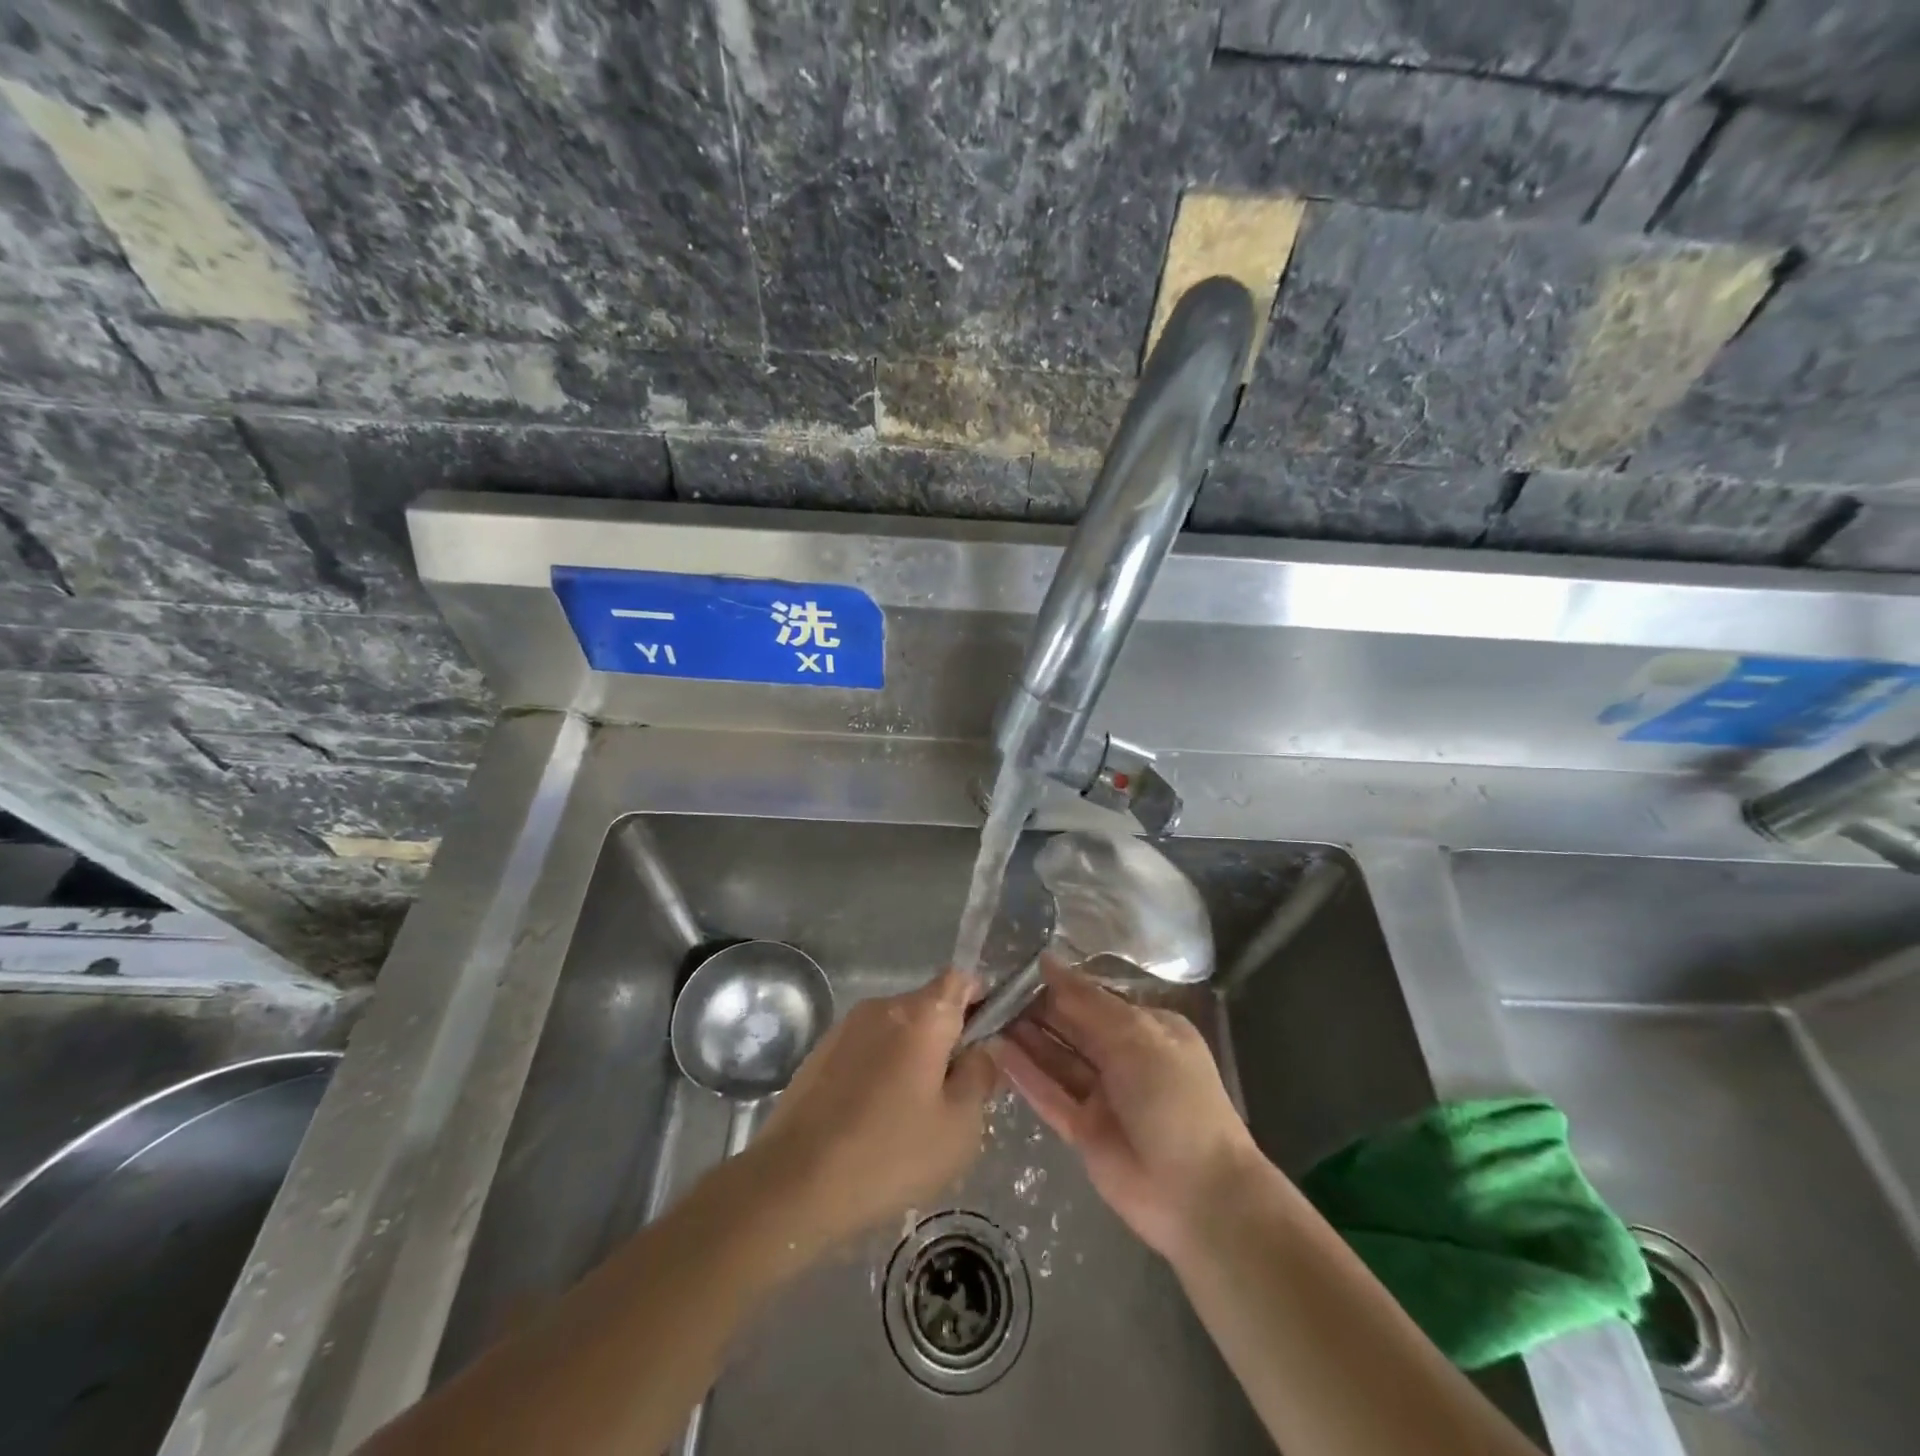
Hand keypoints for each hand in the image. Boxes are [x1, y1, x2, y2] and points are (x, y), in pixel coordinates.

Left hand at [752, 968, 998, 1254]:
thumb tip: (982, 1049)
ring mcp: (846, 1027)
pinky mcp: (820, 1053)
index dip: (981, 1000)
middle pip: (929, 1007)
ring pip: (897, 1031)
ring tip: (911, 1117)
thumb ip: (980, 1077)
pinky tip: (874, 1121)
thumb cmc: (888, 1153)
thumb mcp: (959, 1127)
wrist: (792, 1183)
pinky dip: (880, 1072)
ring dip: (912, 1059)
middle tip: (953, 1096)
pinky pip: (867, 1050)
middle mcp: (882, 1007)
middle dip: (947, 1041)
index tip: (986, 1040)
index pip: (962, 979)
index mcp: (922, 1014)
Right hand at [990, 966, 1267, 1258]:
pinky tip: (995, 1051)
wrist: (1198, 1196)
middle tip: (991, 991)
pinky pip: (1050, 1094)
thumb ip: (1087, 1000)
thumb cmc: (1173, 1099)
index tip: (1017, 969)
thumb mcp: (1136, 1036)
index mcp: (1149, 1028)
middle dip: (1036, 1009)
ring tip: (985, 1015)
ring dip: (1025, 1038)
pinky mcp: (1084, 1131)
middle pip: (1073, 1026)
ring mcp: (1104, 1096)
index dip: (1058, 984)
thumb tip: (1047, 961)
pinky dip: (1026, 1075)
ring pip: (1058, 1059)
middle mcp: (1125, 1057)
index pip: (1095, 998)